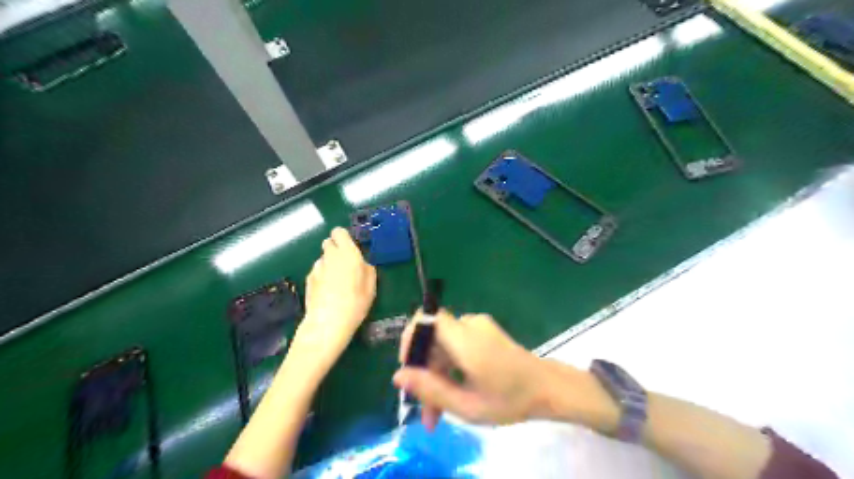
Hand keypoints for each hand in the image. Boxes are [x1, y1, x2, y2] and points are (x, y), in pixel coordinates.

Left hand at [292, 229, 374, 373]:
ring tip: (337, 283)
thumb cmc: (356, 302)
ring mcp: (316, 268)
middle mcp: (330, 256)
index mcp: (347, 253)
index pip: (339, 232)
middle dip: (336, 250)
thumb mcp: (371, 286)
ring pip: (323, 259)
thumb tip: (362, 263)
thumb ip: (367, 268)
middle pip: (328, 243)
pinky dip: (322, 277)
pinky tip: (328, 292)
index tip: (351, 248)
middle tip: (345, 265)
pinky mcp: (308, 280)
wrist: (328, 322)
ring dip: (329, 264)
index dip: (344, 238)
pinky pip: (317, 272)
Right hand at [396, 311, 553, 429]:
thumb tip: (398, 376)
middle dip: (423, 371)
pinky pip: (455, 345)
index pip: (425, 320)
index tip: (408, 370)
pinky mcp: (483, 332)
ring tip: (437, 411)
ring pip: (442, 345)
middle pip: (432, 338)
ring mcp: (477, 326)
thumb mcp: (467, 405)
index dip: (410, 340)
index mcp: (465, 339)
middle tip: (424, 408)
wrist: (548, 388)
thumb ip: (431, 390)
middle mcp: (469, 325)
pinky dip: (449, 367)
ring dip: (436, 374)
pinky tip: (452, 392)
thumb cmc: (511, 399)